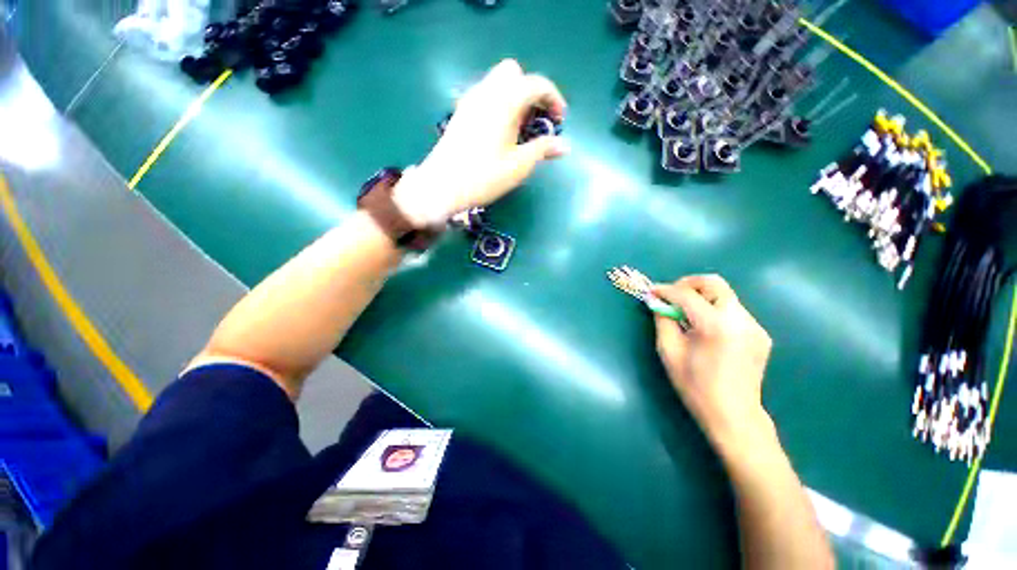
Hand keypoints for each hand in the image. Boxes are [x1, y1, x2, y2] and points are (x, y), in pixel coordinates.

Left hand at [392, 59, 568, 226]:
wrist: (442, 186)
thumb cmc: (484, 176)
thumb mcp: (519, 166)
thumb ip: (543, 150)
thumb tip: (564, 146)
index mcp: (505, 101)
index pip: (537, 83)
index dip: (554, 99)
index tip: (560, 120)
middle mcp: (486, 92)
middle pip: (514, 73)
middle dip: (531, 91)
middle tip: (536, 120)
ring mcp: (470, 100)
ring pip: (497, 82)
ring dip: (515, 97)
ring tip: (520, 129)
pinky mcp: (461, 113)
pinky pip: (485, 95)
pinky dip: (499, 104)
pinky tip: (500, 132)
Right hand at [652, 275, 773, 454]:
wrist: (734, 416)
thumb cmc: (695, 386)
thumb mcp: (669, 351)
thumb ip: (662, 321)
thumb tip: (657, 302)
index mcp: (715, 326)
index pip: (687, 295)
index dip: (666, 290)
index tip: (652, 292)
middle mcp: (740, 320)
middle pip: (714, 283)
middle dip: (689, 284)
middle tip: (672, 296)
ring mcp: (754, 326)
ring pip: (724, 296)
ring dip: (701, 298)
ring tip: (687, 315)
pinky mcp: (760, 334)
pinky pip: (733, 311)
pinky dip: (714, 310)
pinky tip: (705, 328)